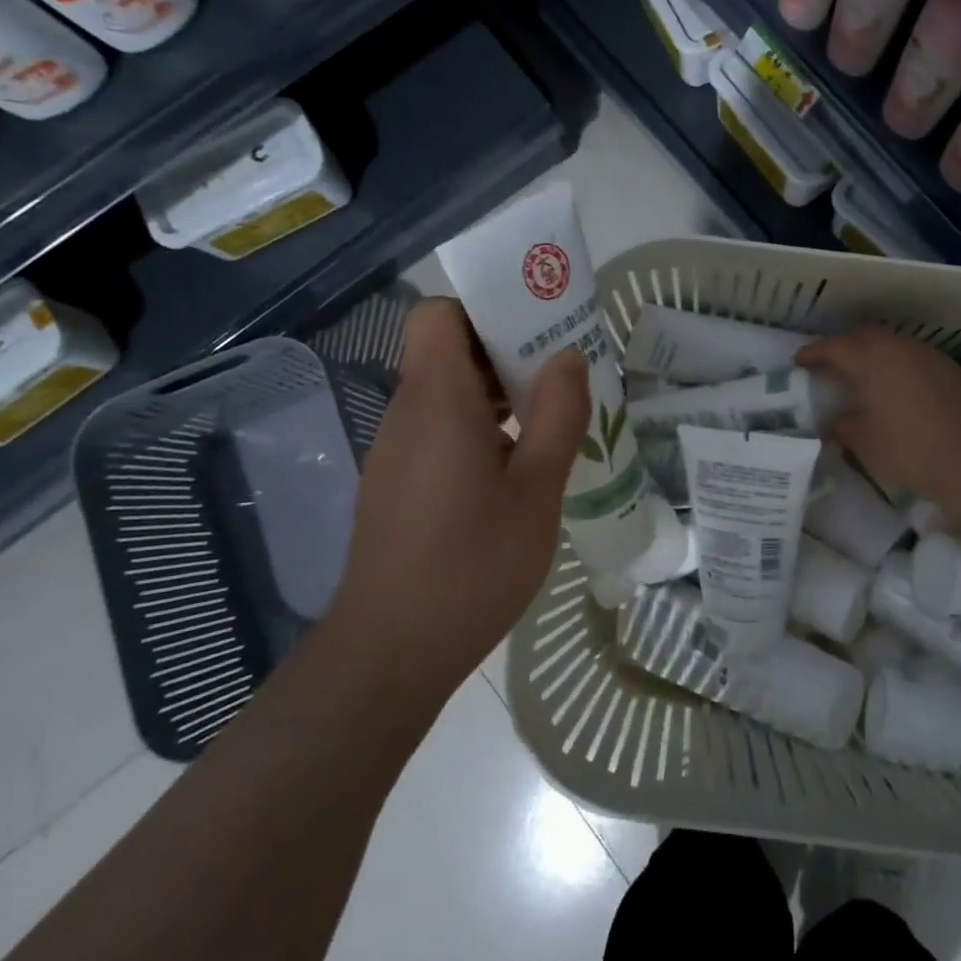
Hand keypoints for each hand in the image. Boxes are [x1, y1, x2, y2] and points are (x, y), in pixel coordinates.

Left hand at [328, 298, 589, 693]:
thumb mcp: (537, 490)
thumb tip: (569, 357)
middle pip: (448, 349)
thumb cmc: (472, 564)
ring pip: (445, 391)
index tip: (536, 329)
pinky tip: (514, 467)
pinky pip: (438, 427)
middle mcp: (407, 413)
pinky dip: (477, 427)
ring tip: (548, 420)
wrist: (391, 652)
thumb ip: (558, 415)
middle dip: (505, 350)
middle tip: (560, 374)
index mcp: (438, 400)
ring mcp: (396, 449)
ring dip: (496, 392)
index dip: (485, 309)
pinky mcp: (396, 481)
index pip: (439, 314)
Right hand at [798, 327, 960, 504]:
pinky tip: (893, 387)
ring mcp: (927, 355)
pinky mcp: (948, 369)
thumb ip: (841, 426)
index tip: (798, 362)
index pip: (833, 347)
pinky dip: (894, 364)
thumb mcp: (863, 442)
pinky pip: (910, 356)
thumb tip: (831, 423)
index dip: (812, 353)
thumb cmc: (910, 449)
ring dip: (871, 353)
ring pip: (890, 343)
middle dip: (842, 346)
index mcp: (870, 359)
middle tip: (828, 364)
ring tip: (859, 375)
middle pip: (862, 335)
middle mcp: (898, 347)